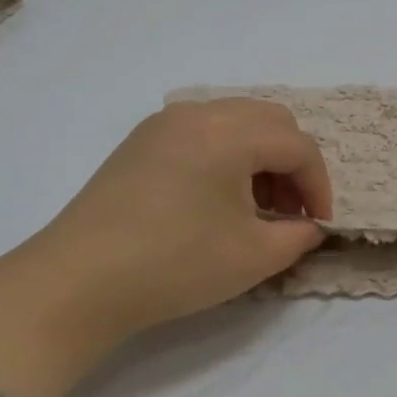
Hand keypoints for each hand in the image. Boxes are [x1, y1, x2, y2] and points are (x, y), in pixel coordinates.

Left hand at [0, 99, 330, 396]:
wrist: (78, 282)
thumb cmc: (175, 265)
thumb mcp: (253, 257)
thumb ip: (298, 236)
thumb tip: (309, 226)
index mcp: (229, 132)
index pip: (298, 145)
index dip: (319, 186)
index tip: (318, 226)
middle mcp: (197, 113)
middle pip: (269, 120)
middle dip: (291, 164)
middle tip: (289, 211)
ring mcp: (162, 125)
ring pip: (234, 122)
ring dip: (259, 158)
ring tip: (254, 208)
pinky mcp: (139, 143)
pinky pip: (201, 133)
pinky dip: (225, 156)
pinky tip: (214, 200)